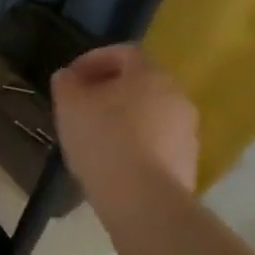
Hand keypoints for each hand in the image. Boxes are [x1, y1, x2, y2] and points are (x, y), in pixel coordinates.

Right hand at [50, 45, 199, 230]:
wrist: (144, 201)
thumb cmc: (104, 141)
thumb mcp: (69, 105)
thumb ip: (66, 83)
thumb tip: (68, 77)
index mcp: (149, 75)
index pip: (123, 52)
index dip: (93, 60)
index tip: (71, 79)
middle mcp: (176, 96)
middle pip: (138, 83)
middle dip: (108, 90)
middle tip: (81, 106)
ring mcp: (187, 131)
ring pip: (149, 114)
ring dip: (123, 118)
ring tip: (94, 137)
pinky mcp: (188, 163)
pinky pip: (156, 142)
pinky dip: (135, 144)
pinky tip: (113, 162)